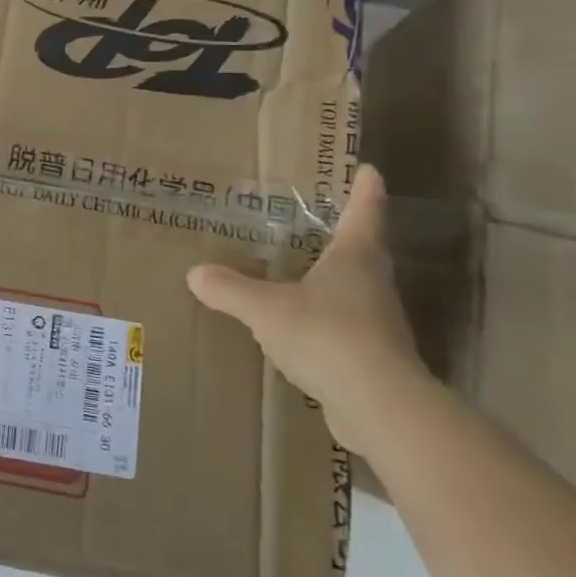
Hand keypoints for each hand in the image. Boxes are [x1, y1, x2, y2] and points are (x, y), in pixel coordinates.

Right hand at [185, 164, 428, 451]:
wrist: (379, 406)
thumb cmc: (326, 335)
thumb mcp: (265, 308)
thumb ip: (230, 289)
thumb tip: (196, 273)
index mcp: (355, 257)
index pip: (364, 211)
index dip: (365, 189)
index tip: (369, 169)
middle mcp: (374, 283)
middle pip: (365, 249)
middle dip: (348, 233)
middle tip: (324, 219)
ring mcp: (380, 323)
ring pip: (358, 289)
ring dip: (337, 279)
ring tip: (305, 273)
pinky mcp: (375, 358)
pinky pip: (348, 327)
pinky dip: (328, 320)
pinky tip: (303, 329)